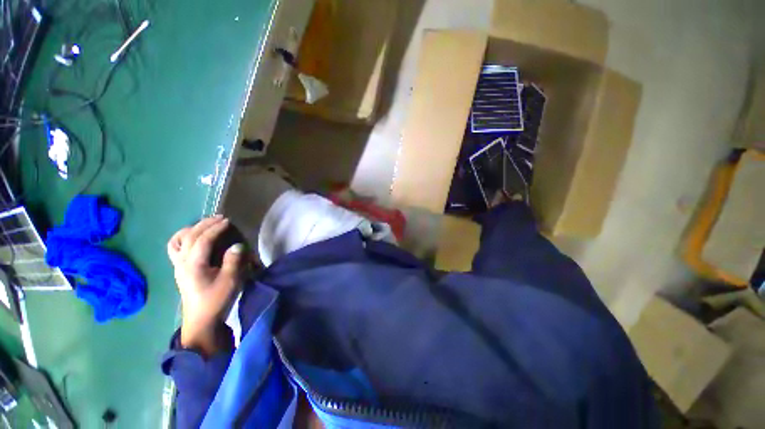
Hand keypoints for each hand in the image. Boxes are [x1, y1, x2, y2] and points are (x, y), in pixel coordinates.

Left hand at [167, 216, 244, 355]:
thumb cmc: (216, 300)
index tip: (228, 221)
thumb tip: (237, 245)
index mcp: (193, 266)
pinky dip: (184, 238)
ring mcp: (178, 266)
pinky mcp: (180, 270)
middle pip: (189, 237)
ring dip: (191, 229)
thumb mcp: (230, 281)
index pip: (201, 240)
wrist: (201, 321)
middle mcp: (182, 263)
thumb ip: (233, 261)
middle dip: (204, 224)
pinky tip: (195, 238)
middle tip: (220, 218)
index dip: (215, 229)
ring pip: (177, 241)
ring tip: (206, 225)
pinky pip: (176, 248)